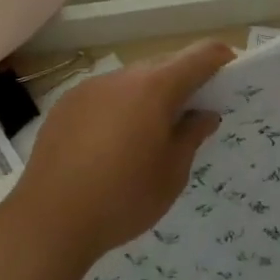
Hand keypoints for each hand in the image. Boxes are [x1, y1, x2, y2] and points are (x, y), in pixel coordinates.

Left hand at [8, 41, 232, 266]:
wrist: (48, 222)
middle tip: (194, 109)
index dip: (219, 58)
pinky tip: (113, 142)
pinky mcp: (66, 105)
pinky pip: (105, 95)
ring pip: (132, 80)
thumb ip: (192, 136)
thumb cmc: (122, 198)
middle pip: (163, 65)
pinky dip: (119, 107)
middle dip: (183, 80)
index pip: (198, 57)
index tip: (231, 70)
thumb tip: (204, 114)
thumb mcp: (172, 174)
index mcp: (155, 88)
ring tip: (151, 131)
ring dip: (149, 94)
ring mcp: (90, 88)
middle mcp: (122, 77)